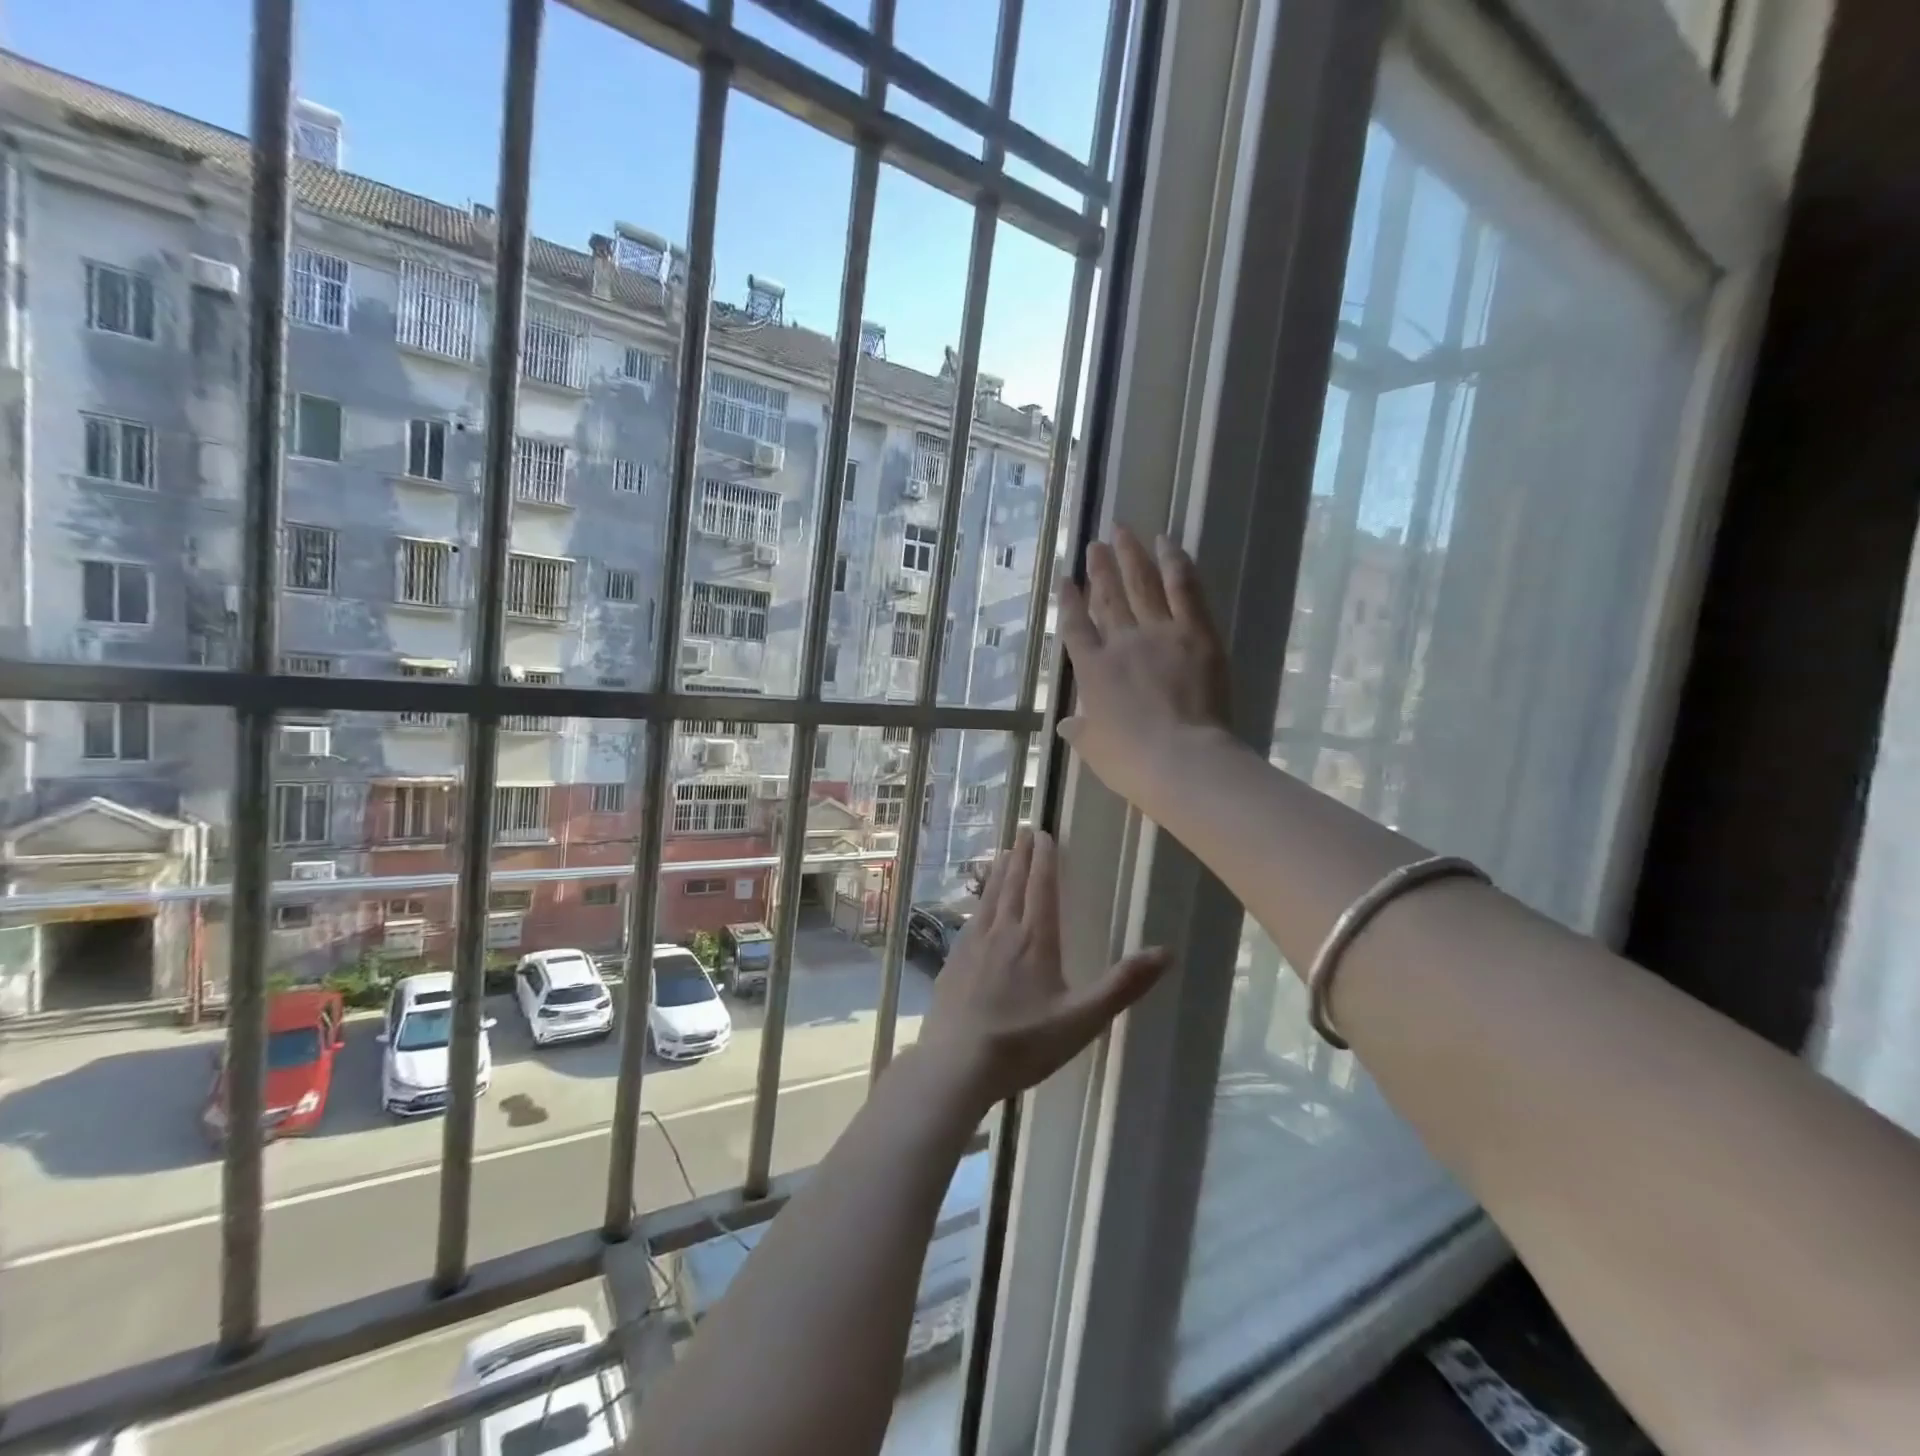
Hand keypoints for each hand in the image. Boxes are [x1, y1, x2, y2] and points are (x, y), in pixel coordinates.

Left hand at [919, 827, 1169, 1108]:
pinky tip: (979, 906)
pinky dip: (980, 900)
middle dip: (1022, 857)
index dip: (1045, 860)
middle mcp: (1002, 932)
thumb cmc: (1024, 1043)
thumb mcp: (1082, 1019)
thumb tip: (1166, 952)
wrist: (955, 1064)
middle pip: (1013, 885)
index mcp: (1035, 940)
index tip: (1045, 834)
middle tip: (1026, 831)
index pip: (1041, 888)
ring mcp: (973, 945)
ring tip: (1004, 854)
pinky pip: (971, 918)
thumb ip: (1122, 985)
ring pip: (989, 898)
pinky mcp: (953, 961)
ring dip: (1000, 873)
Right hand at [1056, 525, 1230, 814]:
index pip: (1076, 628)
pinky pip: (1184, 589)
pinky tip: (1168, 543)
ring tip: (1123, 531)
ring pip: (1142, 585)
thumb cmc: (1132, 762)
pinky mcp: (1196, 632)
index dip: (1069, 603)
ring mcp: (1159, 633)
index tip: (1065, 580)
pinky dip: (1175, 563)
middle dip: (1100, 570)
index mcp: (1093, 671)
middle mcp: (1121, 643)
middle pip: (1108, 599)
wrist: (1182, 759)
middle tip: (1095, 544)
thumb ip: (1080, 731)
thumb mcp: (1095, 749)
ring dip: (1131, 556)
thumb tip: (1066, 724)